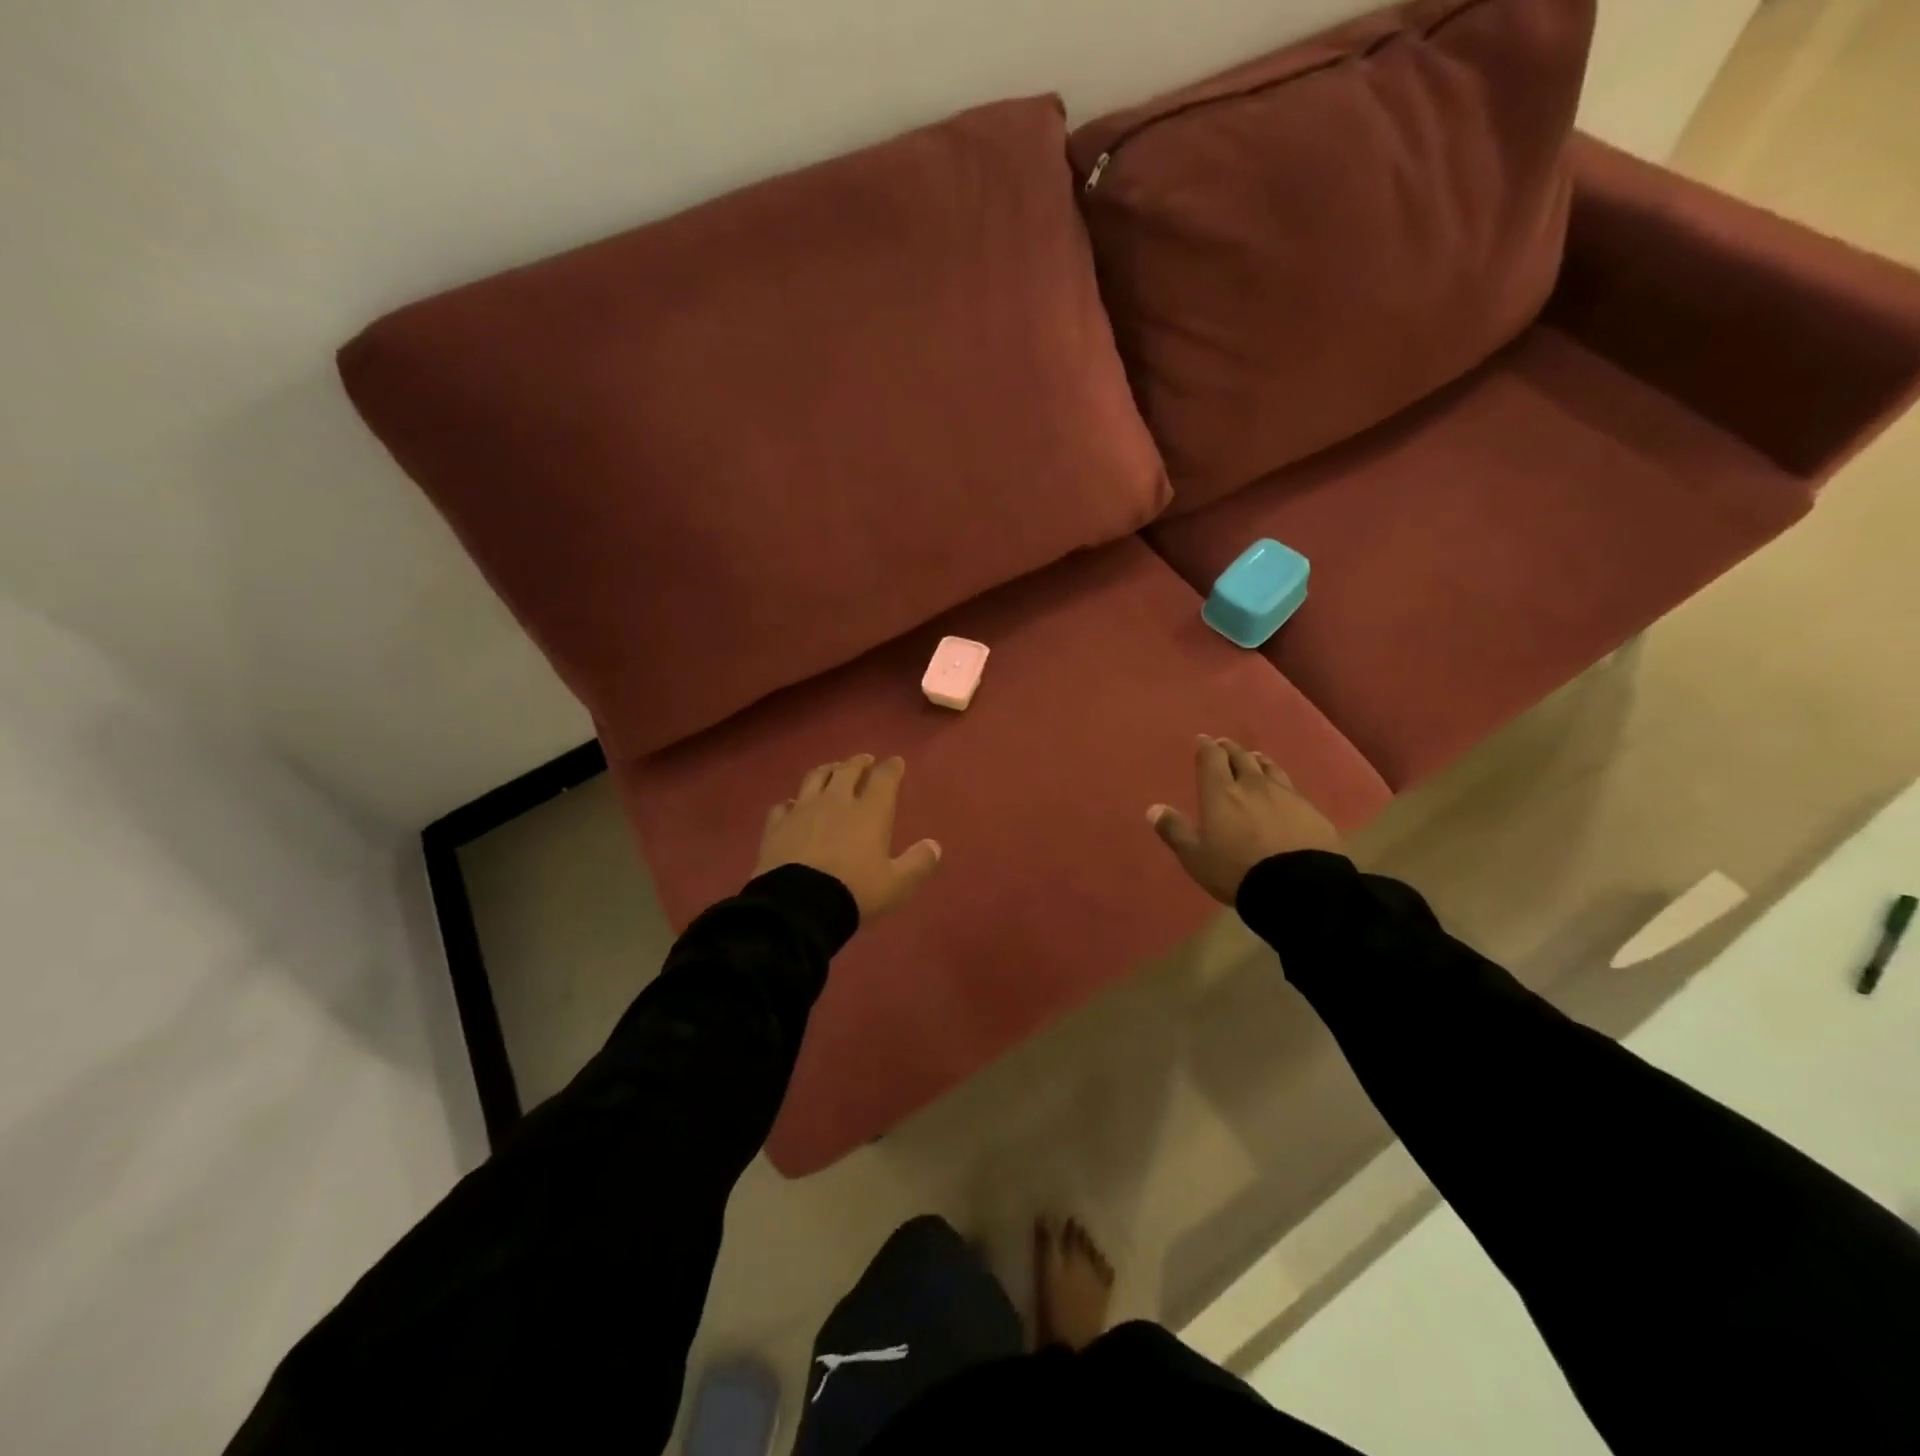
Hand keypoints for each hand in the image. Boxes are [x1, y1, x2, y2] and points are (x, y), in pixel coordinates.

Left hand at [755, 754, 941, 921]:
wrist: (797, 906)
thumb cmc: (854, 892)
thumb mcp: (896, 885)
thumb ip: (918, 863)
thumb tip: (934, 845)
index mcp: (870, 812)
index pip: (884, 778)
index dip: (892, 767)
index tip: (896, 762)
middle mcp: (836, 801)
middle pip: (848, 770)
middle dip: (859, 762)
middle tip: (865, 760)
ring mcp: (803, 810)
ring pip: (815, 777)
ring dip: (828, 770)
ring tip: (833, 771)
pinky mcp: (776, 825)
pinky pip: (784, 805)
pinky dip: (793, 802)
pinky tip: (794, 806)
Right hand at [1148, 736, 1341, 904]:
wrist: (1299, 885)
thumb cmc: (1236, 869)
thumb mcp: (1195, 856)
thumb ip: (1174, 830)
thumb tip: (1153, 808)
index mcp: (1221, 792)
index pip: (1212, 758)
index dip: (1206, 747)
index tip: (1203, 740)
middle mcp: (1253, 785)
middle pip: (1241, 757)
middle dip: (1230, 749)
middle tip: (1224, 745)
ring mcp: (1285, 795)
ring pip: (1269, 768)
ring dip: (1257, 761)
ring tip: (1254, 759)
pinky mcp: (1310, 810)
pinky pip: (1291, 787)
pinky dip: (1280, 782)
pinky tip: (1282, 790)